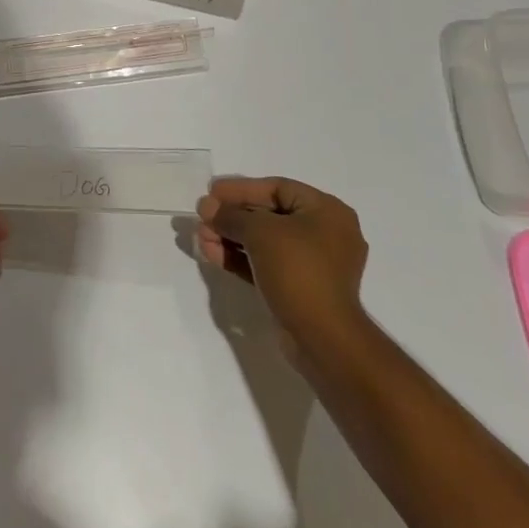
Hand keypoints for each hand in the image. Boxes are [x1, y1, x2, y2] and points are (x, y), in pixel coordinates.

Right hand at [196, 176, 370, 367]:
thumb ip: (230, 215)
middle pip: (269, 215)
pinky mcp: (300, 289)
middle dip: (232, 216)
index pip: (277, 188)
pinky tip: (211, 254)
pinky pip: (266, 264)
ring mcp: (313, 264)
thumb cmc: (298, 270)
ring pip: (265, 242)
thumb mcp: (260, 233)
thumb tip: (206, 206)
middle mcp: (324, 233)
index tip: (211, 191)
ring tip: (201, 237)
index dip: (241, 188)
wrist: (322, 339)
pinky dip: (240, 258)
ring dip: (231, 237)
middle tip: (203, 216)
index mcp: (327, 211)